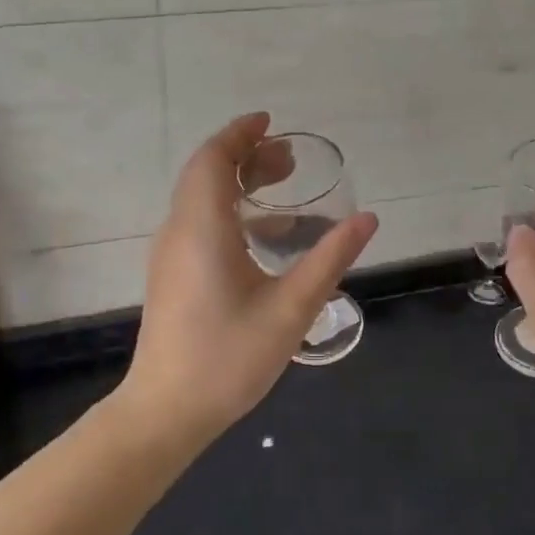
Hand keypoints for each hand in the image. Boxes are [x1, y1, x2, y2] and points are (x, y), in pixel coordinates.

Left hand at [124, 113, 377, 436]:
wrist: (166, 412)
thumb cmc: (229, 358)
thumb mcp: (291, 308)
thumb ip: (330, 259)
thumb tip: (367, 219)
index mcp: (202, 228)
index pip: (212, 159)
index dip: (240, 134)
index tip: (271, 123)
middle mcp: (179, 231)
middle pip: (207, 174)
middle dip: (246, 156)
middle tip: (291, 160)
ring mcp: (171, 255)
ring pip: (201, 199)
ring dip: (238, 184)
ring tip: (284, 188)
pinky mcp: (172, 276)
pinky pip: (199, 223)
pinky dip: (230, 211)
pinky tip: (265, 237)